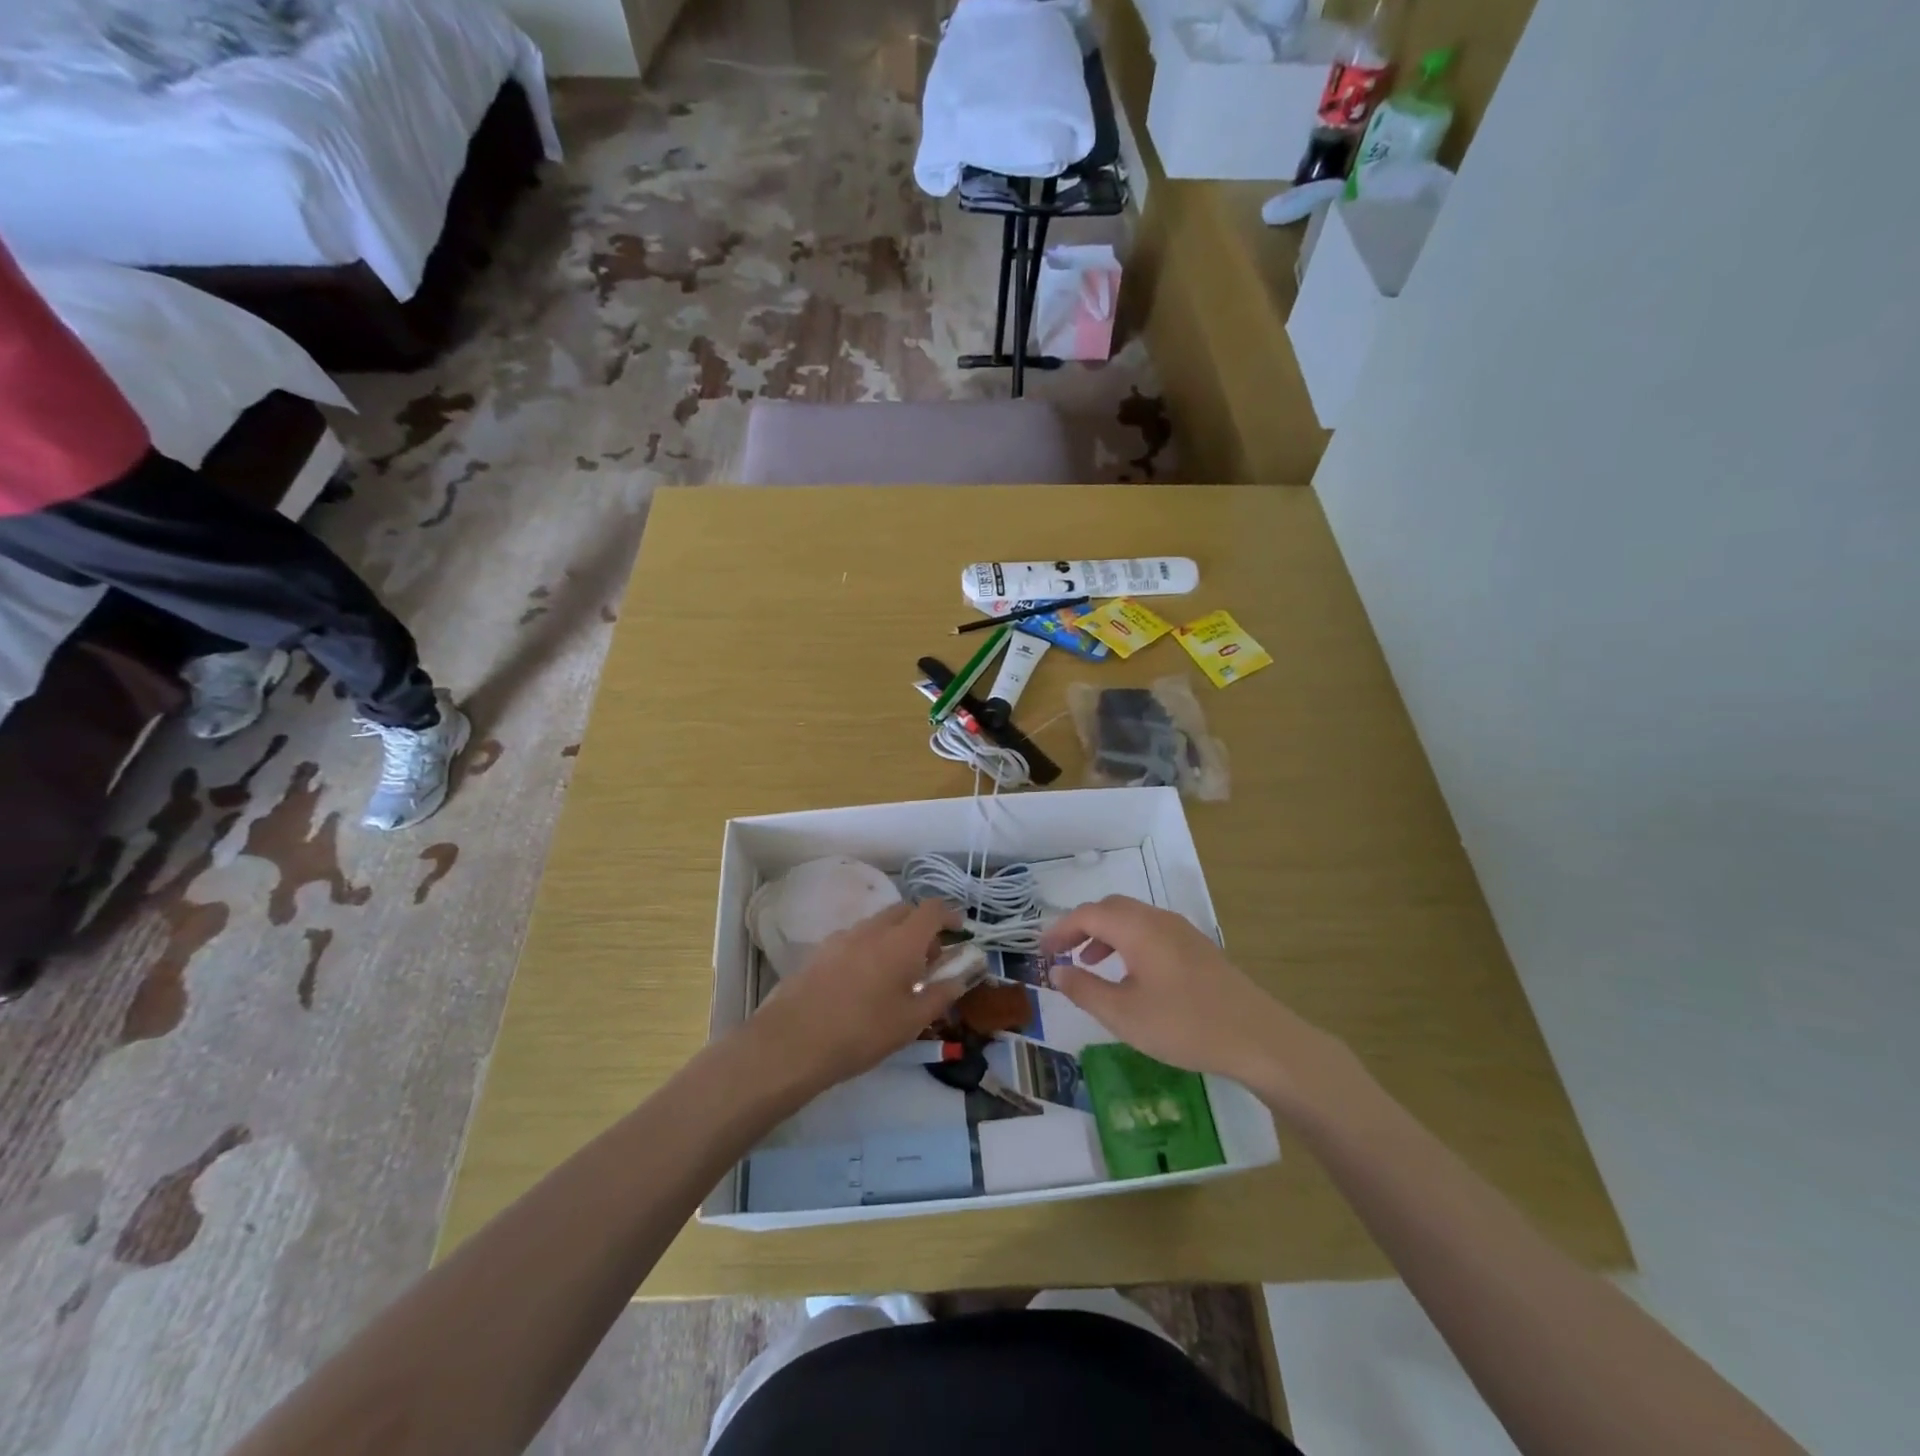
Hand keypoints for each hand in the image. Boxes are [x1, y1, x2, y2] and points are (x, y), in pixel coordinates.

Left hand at [747, 900, 966, 1094]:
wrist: (793, 1041)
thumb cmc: (862, 1032)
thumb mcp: (911, 1021)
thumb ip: (940, 995)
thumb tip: (960, 978)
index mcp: (902, 941)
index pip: (932, 909)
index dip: (949, 914)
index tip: (959, 930)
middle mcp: (873, 928)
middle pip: (905, 911)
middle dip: (922, 927)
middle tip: (928, 959)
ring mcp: (843, 936)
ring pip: (878, 924)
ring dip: (895, 937)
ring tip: (896, 975)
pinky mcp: (821, 950)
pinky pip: (856, 938)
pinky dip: (871, 947)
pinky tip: (864, 982)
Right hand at [1039, 896, 1349, 1119]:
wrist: (1258, 1038)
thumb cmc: (1184, 1025)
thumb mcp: (1124, 1015)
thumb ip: (1084, 989)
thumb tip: (1055, 971)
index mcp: (1137, 929)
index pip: (1087, 914)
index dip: (1059, 930)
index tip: (1040, 952)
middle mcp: (1157, 919)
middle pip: (1109, 908)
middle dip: (1080, 926)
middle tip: (1061, 954)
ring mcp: (1181, 930)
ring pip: (1131, 917)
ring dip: (1104, 933)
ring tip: (1090, 963)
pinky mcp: (1197, 946)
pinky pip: (1150, 930)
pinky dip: (1127, 941)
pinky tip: (1130, 974)